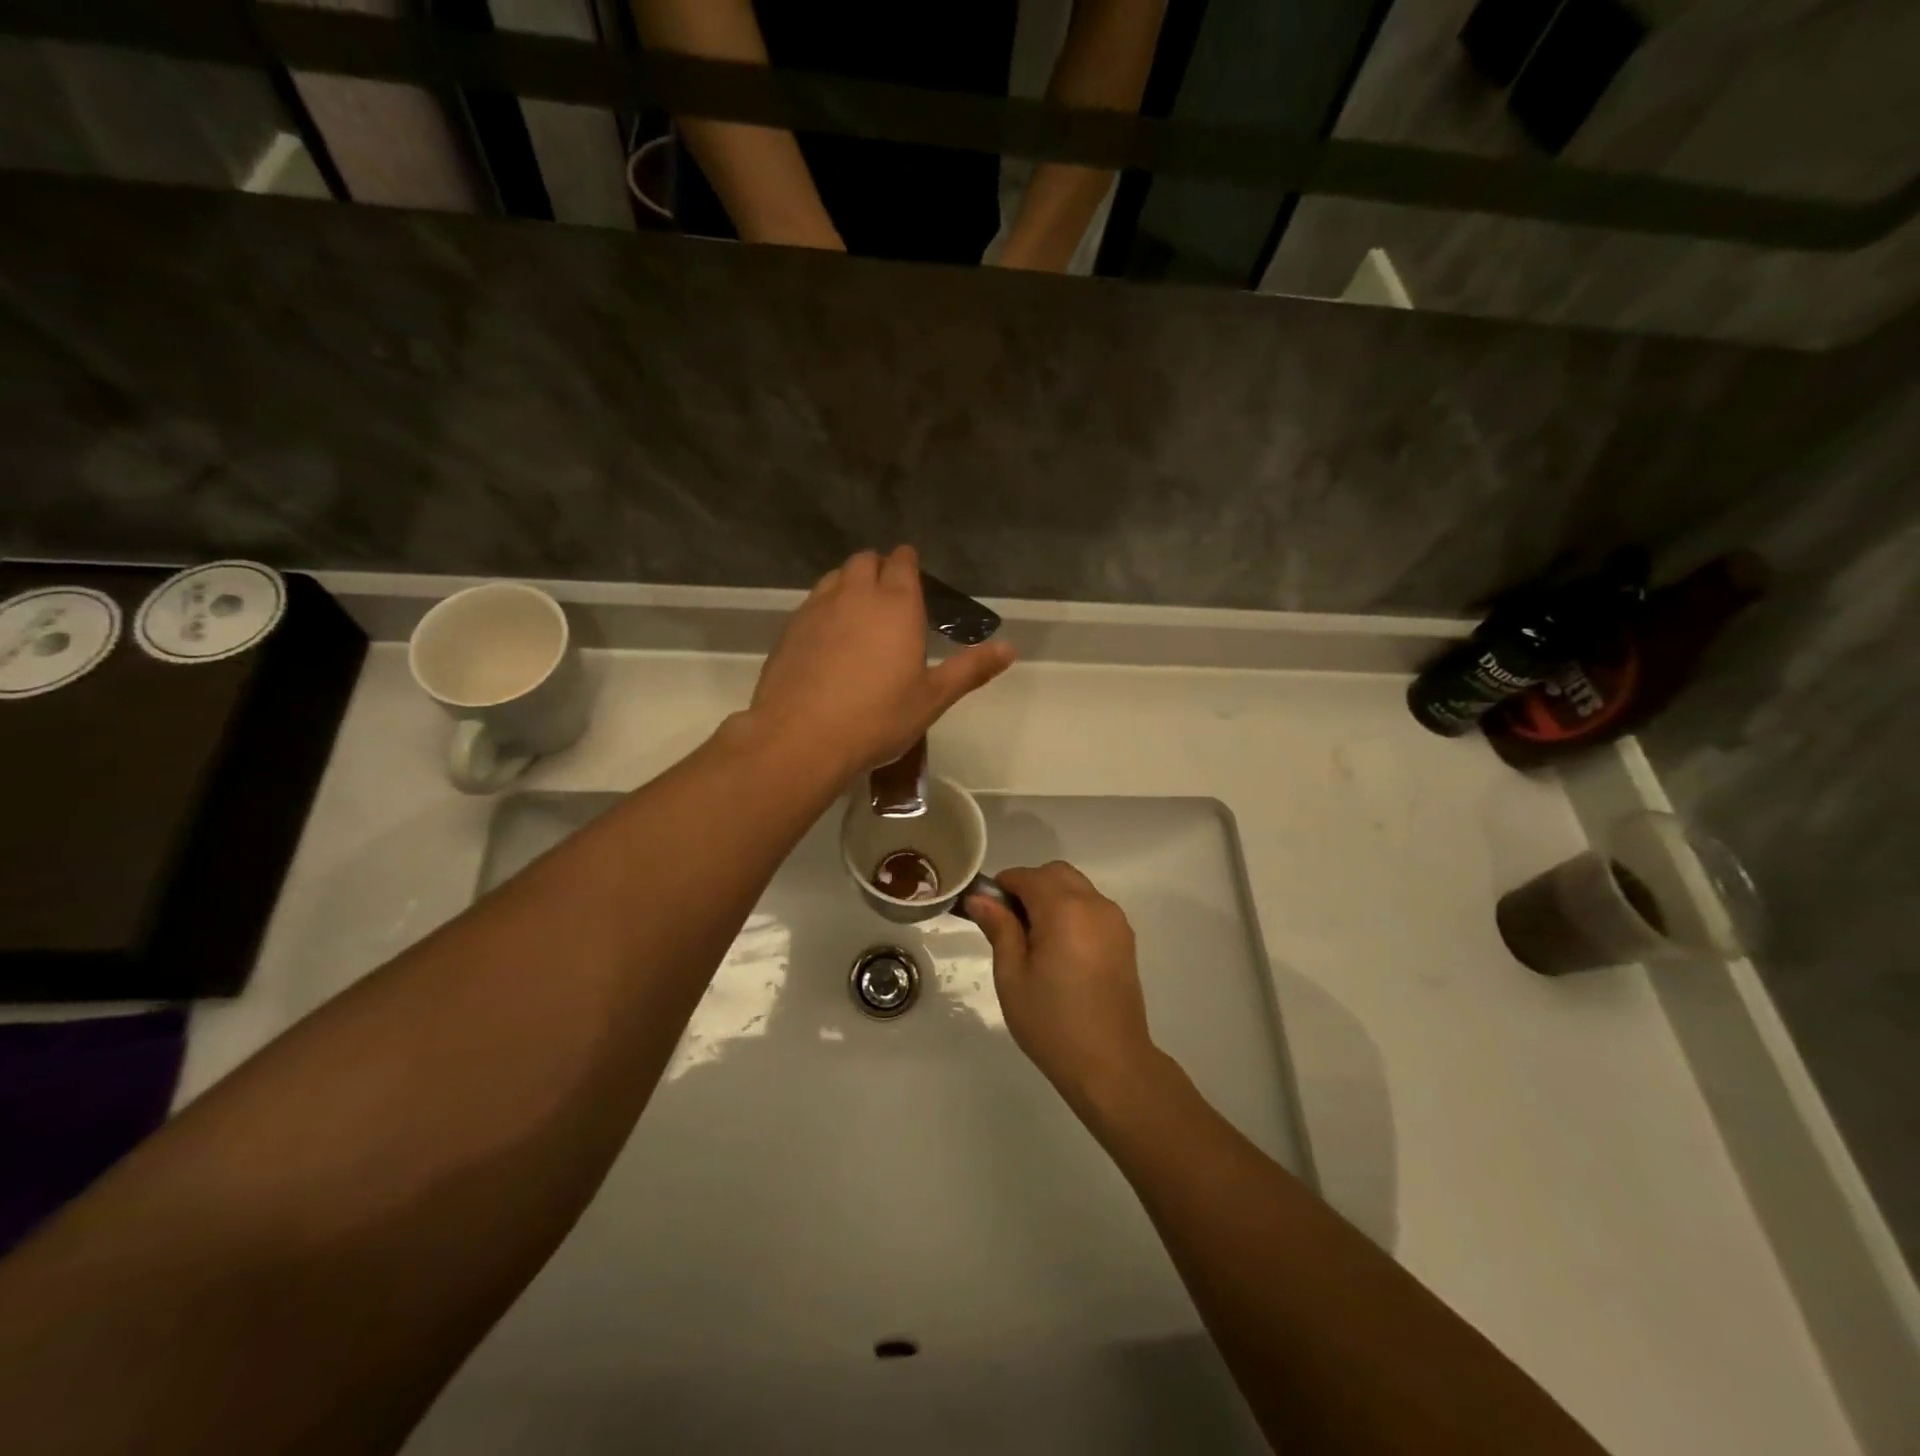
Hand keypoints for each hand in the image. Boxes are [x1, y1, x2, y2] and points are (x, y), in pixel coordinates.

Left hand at [748, 546, 1014, 777]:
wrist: (801, 737)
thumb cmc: (877, 718)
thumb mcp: (933, 698)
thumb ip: (970, 669)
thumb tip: (1010, 648)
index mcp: (896, 605)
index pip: (902, 563)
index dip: (908, 564)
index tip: (913, 573)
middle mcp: (855, 595)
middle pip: (865, 561)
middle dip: (878, 568)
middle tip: (889, 595)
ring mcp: (817, 610)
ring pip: (834, 578)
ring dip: (849, 584)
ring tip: (859, 614)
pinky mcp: (790, 630)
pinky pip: (812, 605)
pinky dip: (825, 610)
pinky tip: (829, 640)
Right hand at [968, 862, 1160, 1110]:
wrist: (1111, 1063)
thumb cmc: (1052, 1022)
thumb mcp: (1012, 976)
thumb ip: (999, 928)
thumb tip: (980, 898)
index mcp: (1065, 910)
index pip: (1028, 876)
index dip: (1003, 886)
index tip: (987, 910)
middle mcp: (1095, 904)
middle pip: (1056, 873)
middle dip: (1029, 886)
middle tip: (1010, 924)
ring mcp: (1115, 920)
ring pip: (1076, 887)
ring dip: (1052, 897)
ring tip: (1035, 940)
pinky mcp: (1125, 938)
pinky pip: (1092, 906)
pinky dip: (1072, 910)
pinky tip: (1061, 949)